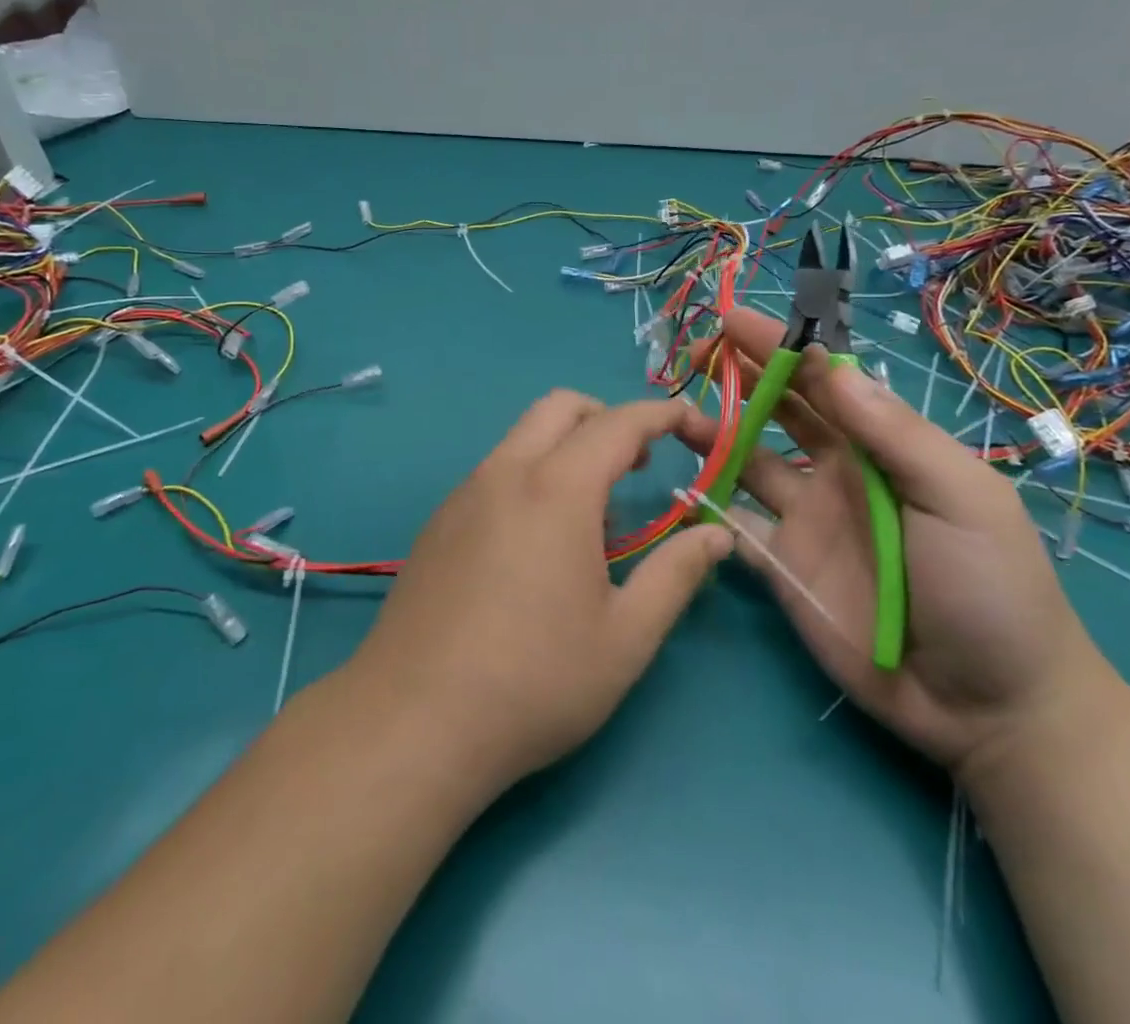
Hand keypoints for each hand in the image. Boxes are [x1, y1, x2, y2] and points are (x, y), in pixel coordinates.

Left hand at [347, 390, 731, 798]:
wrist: (413, 721)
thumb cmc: (535, 681)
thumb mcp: (626, 637)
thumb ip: (676, 575)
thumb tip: (716, 536)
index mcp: (557, 488)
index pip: (619, 423)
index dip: (664, 416)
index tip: (694, 426)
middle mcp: (506, 472)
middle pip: (561, 407)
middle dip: (609, 418)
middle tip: (639, 465)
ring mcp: (464, 494)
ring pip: (523, 436)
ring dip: (567, 447)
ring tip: (594, 514)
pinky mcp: (439, 522)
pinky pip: (495, 472)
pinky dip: (532, 475)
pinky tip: (537, 543)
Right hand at [677, 310, 1116, 774]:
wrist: (990, 707)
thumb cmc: (991, 588)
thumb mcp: (961, 497)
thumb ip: (894, 433)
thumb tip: (828, 362)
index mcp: (882, 447)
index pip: (825, 381)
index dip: (782, 348)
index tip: (735, 321)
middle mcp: (837, 473)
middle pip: (780, 412)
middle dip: (740, 377)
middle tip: (694, 353)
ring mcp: (805, 521)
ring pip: (747, 462)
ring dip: (714, 434)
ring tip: (675, 415)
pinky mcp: (782, 567)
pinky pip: (735, 526)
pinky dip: (707, 505)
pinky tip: (680, 487)